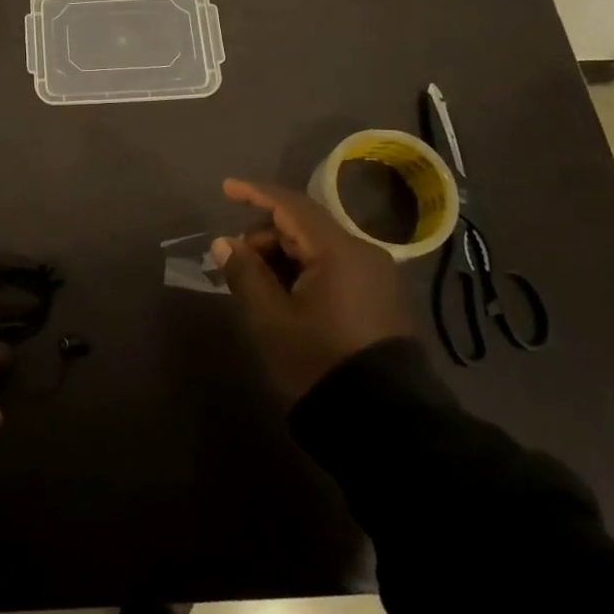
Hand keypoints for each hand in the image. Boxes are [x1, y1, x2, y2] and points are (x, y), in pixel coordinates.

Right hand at [213, 177, 415, 404]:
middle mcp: (363, 253)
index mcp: (338, 250)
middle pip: (305, 227)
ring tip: (257, 284)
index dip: (255, 194)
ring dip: (284, 256)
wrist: (388, 425)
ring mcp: (377, 277)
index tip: (226, 188)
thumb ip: (245, 274)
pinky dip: (305, 271)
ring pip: (319, 249)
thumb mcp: (272, 320)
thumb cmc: (320, 362)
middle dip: (266, 236)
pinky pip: (336, 268)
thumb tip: (225, 243)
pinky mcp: (382, 300)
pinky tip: (287, 295)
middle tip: (236, 261)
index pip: (290, 206)